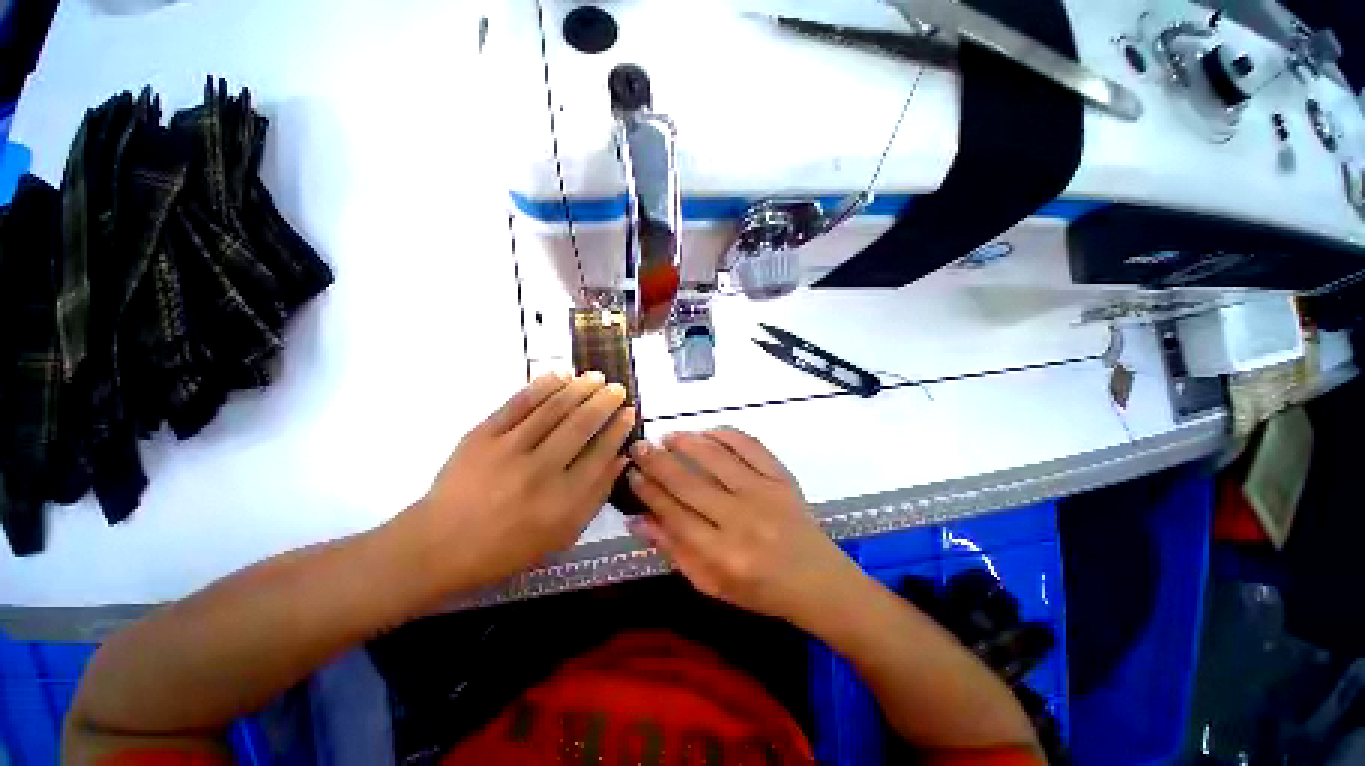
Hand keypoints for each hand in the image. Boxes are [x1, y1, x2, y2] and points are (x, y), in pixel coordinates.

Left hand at [389, 371, 634, 596]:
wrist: (440, 545)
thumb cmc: (508, 546)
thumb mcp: (563, 534)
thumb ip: (596, 496)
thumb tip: (621, 458)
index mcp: (562, 501)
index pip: (601, 454)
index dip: (618, 429)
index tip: (629, 412)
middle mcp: (539, 471)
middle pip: (581, 425)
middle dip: (604, 402)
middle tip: (617, 388)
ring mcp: (508, 450)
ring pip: (553, 409)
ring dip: (579, 388)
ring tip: (595, 377)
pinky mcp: (482, 435)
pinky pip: (518, 403)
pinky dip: (542, 385)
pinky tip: (560, 374)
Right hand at [626, 428, 867, 625]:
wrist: (817, 580)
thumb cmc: (760, 590)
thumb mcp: (711, 584)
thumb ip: (673, 550)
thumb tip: (636, 519)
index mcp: (723, 554)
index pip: (673, 513)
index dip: (647, 491)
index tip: (631, 473)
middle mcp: (742, 519)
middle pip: (689, 482)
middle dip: (657, 461)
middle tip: (639, 447)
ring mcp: (765, 492)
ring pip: (716, 457)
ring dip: (687, 442)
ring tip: (668, 437)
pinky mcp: (782, 476)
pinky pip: (750, 445)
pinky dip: (725, 434)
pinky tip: (707, 432)